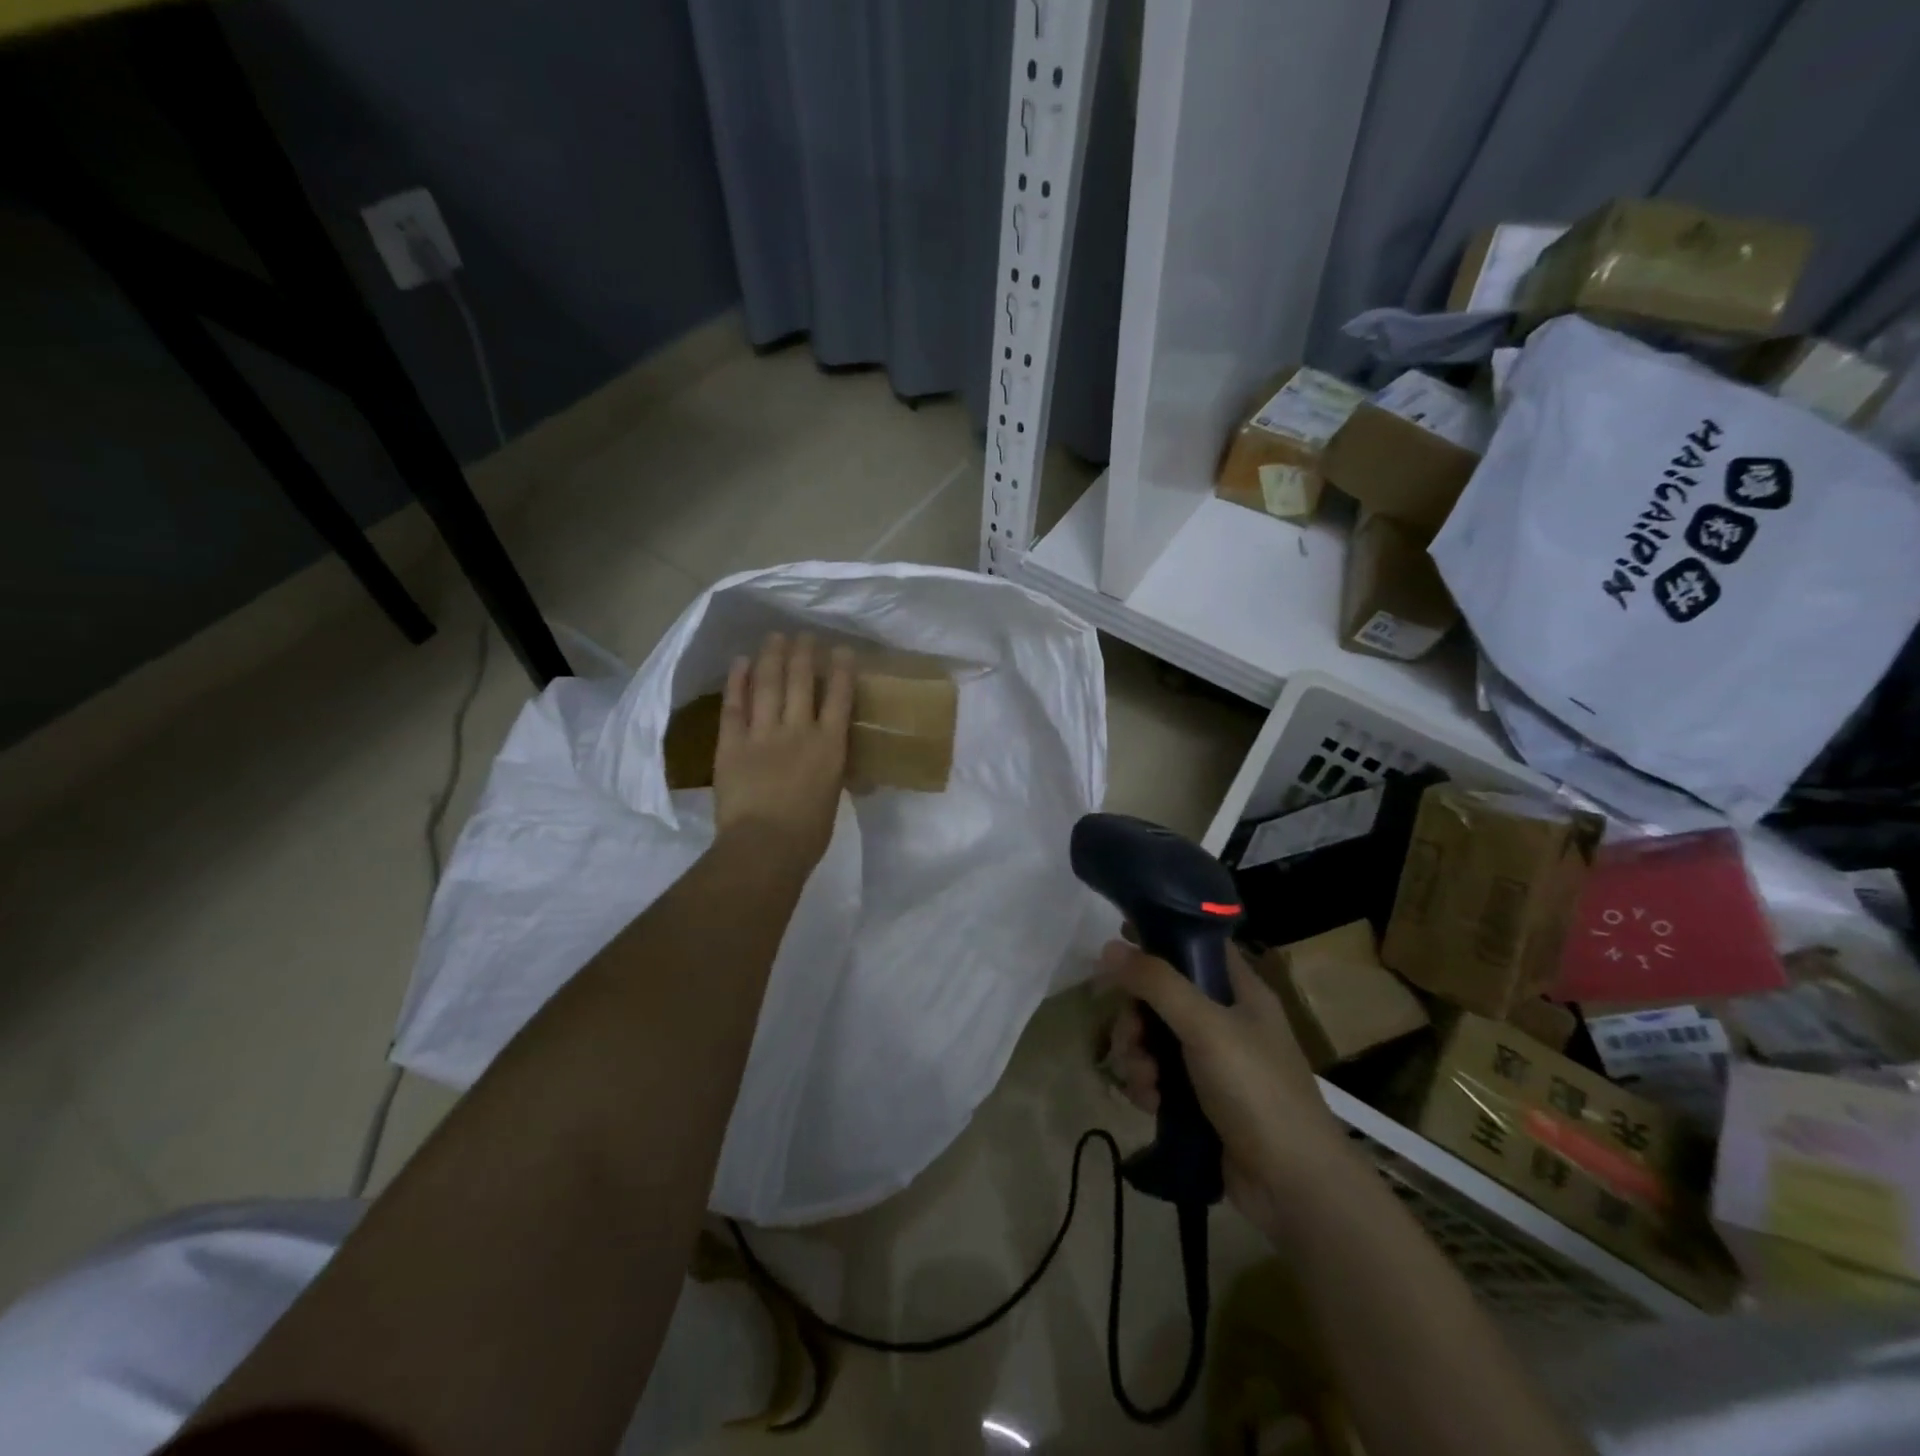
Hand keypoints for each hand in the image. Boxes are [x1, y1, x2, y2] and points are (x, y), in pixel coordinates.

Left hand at [713, 633, 854, 865]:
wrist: (765, 847)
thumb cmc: (809, 833)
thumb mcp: (833, 796)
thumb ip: (832, 770)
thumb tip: (836, 761)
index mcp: (830, 746)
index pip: (840, 698)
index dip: (841, 670)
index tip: (841, 650)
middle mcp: (799, 730)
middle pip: (802, 682)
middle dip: (804, 654)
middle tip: (804, 634)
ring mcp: (763, 734)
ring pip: (769, 685)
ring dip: (772, 657)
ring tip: (775, 636)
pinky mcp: (732, 743)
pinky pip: (734, 705)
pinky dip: (737, 681)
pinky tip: (740, 662)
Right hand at [1103, 940, 1357, 1236]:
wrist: (1293, 1187)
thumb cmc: (1257, 1090)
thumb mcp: (1206, 1027)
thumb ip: (1157, 983)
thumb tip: (1109, 947)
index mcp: (1240, 990)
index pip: (1195, 945)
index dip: (1159, 938)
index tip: (1120, 942)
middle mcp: (1226, 1019)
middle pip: (1162, 995)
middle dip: (1136, 1016)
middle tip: (1130, 1036)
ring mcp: (1213, 1061)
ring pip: (1154, 1037)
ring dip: (1137, 1056)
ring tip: (1144, 1081)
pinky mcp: (1200, 1099)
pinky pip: (1158, 1076)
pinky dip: (1147, 1086)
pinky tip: (1149, 1104)